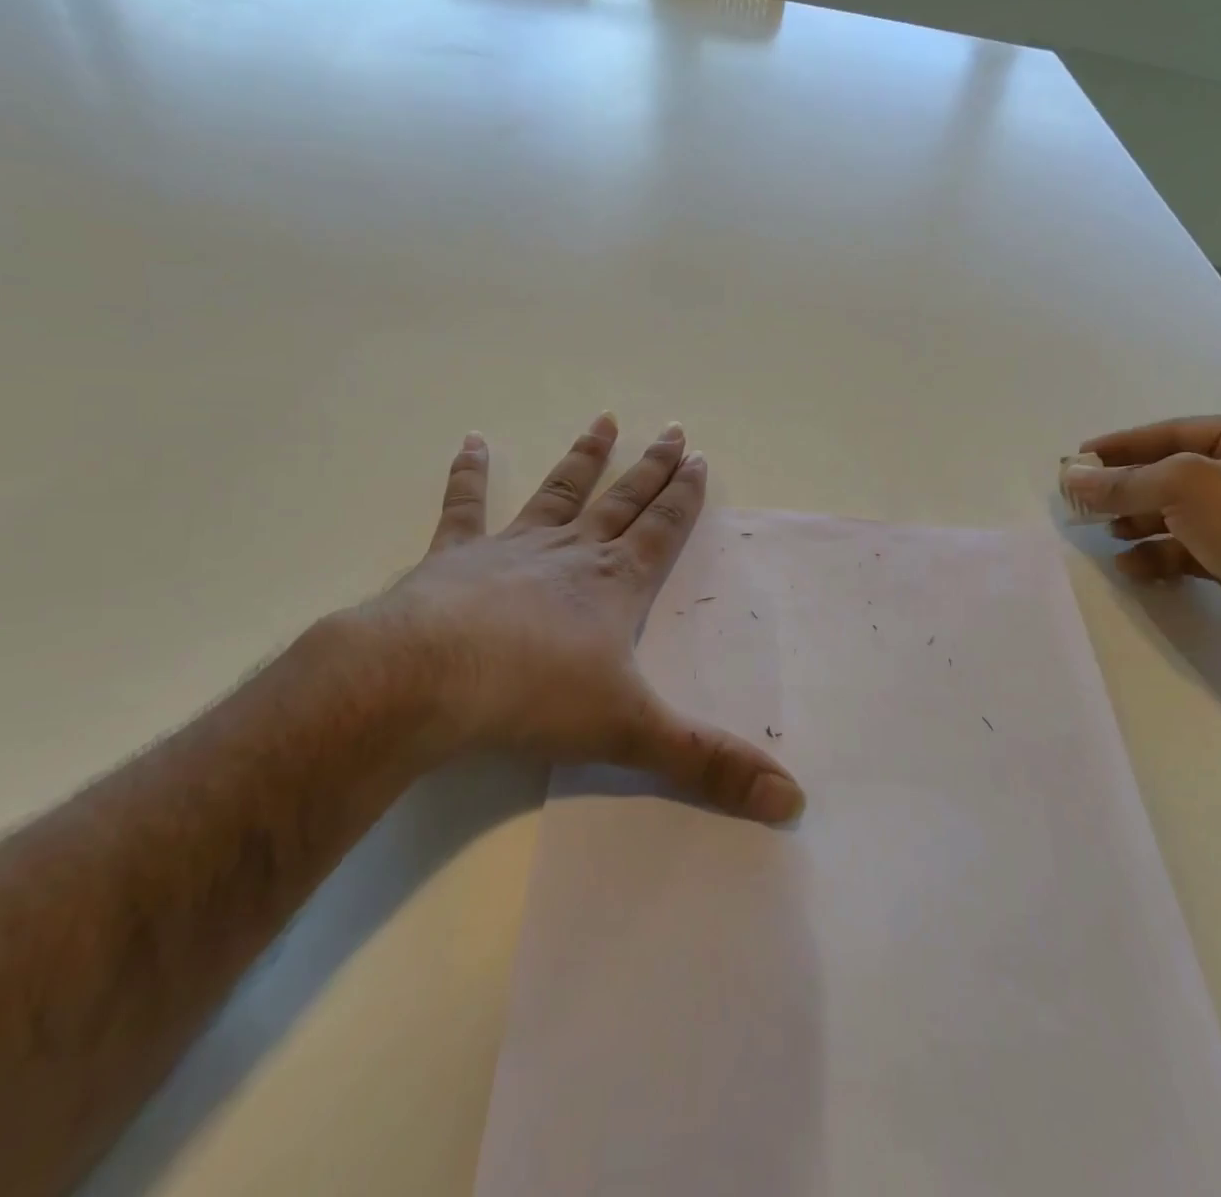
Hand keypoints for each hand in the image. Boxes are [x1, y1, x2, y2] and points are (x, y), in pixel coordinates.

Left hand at [337, 413, 803, 822]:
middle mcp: (570, 554)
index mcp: (614, 584)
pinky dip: (468, 474)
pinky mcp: (454, 557)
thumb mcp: (632, 734)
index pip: (661, 530)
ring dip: (584, 458)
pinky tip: (471, 441)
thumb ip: (710, 764)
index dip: (684, 496)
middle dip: (651, 467)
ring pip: (558, 492)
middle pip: (622, 501)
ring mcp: (510, 549)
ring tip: (604, 420)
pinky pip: (464, 506)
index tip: (700, 458)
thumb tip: (793, 800)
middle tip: (674, 430)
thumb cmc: (534, 698)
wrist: (427, 681)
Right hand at [1063, 415, 1220, 661]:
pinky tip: (1132, 567)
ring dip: (1138, 523)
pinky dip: (1157, 555)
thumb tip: (1069, 478)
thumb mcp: (1183, 485)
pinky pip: (1188, 549)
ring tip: (1108, 533)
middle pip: (1174, 475)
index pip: (1175, 433)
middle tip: (1083, 501)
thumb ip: (1122, 482)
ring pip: (1178, 514)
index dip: (1123, 445)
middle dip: (1128, 490)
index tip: (1078, 458)